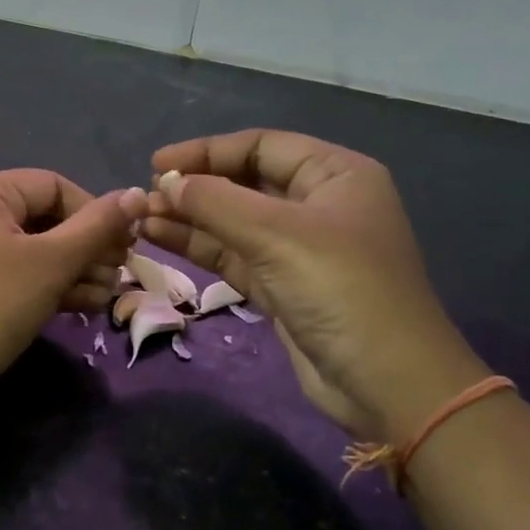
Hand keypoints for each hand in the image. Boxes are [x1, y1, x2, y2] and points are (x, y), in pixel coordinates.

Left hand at [0, 170, 146, 414]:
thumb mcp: (52, 262)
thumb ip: (97, 227)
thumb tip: (137, 193)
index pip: (53, 185)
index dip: (95, 212)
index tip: (124, 245)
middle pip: (43, 219)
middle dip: (87, 247)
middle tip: (119, 274)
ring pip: (31, 252)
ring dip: (73, 271)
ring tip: (106, 297)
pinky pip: (13, 276)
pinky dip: (46, 287)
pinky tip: (81, 307)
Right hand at [143, 130, 484, 441]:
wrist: (387, 383)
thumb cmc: (341, 290)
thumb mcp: (277, 235)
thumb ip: (216, 203)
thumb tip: (167, 184)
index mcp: (335, 175)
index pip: (261, 146)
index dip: (207, 151)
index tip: (158, 165)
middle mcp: (318, 205)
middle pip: (245, 182)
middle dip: (196, 187)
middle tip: (145, 197)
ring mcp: (300, 248)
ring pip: (234, 222)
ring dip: (190, 218)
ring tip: (141, 218)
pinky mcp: (283, 286)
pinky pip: (234, 255)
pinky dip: (200, 247)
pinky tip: (160, 239)